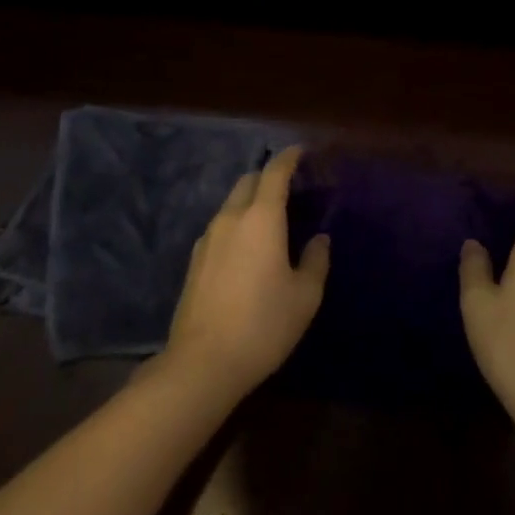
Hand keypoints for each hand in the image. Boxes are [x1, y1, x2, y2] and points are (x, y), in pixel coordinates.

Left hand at [163, 147, 329, 400]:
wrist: (203, 363)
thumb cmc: (263, 325)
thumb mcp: (305, 296)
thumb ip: (315, 260)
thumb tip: (319, 239)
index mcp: (261, 218)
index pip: (275, 173)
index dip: (289, 157)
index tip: (301, 151)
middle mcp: (231, 219)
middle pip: (248, 181)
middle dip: (268, 177)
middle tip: (290, 188)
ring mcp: (208, 238)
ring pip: (231, 203)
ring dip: (251, 201)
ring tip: (271, 219)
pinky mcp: (195, 260)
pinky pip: (220, 226)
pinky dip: (237, 223)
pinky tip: (248, 247)